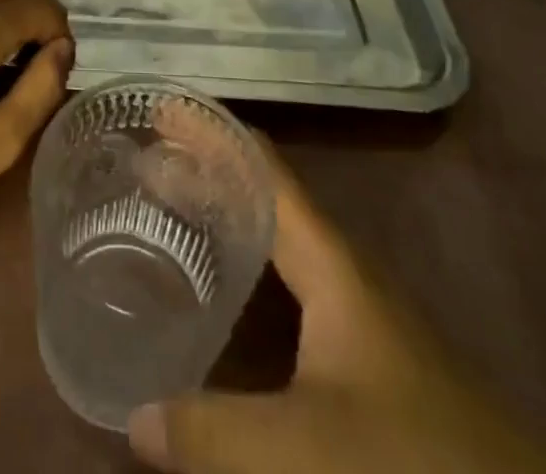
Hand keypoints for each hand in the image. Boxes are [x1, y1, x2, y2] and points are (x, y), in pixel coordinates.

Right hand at [128, 147, 545, 473]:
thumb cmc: (412, 463)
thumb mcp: (302, 454)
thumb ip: (213, 433)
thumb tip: (134, 416)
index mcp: (331, 262)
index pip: (264, 169)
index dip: (213, 133)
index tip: (162, 108)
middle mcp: (345, 273)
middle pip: (269, 198)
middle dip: (210, 172)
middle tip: (148, 162)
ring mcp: (361, 317)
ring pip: (283, 245)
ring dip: (230, 220)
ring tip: (173, 215)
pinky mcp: (370, 363)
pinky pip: (293, 290)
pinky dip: (251, 273)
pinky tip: (228, 306)